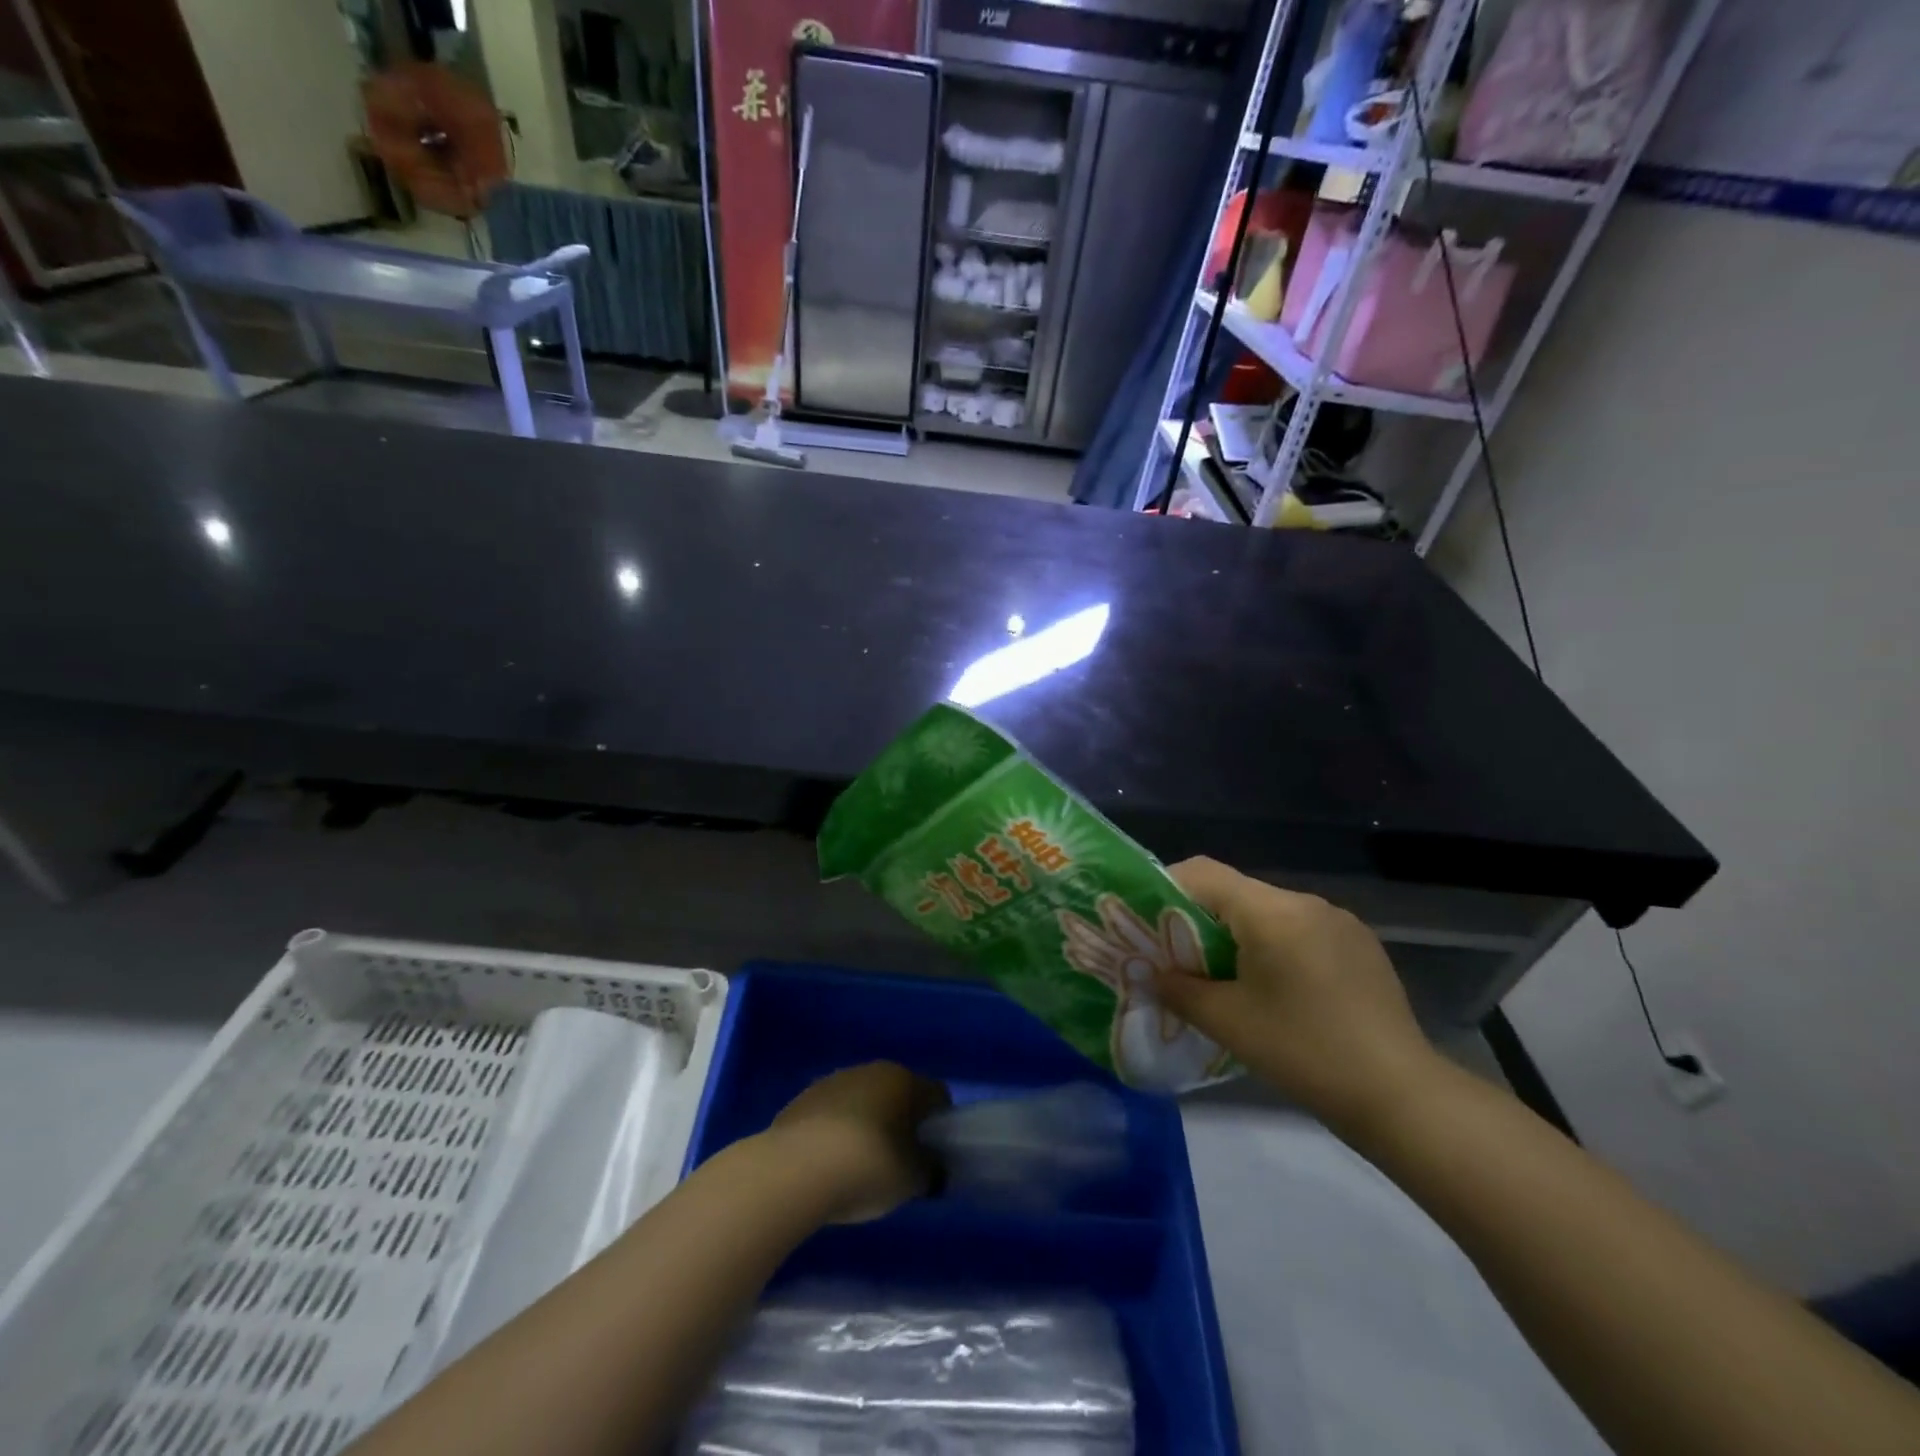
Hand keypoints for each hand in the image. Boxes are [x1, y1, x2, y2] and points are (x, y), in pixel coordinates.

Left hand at [768, 1062, 949, 1223]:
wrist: (797, 1170)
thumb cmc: (869, 1167)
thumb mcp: (912, 1179)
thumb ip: (929, 1169)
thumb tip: (932, 1166)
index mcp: (904, 1080)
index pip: (936, 1095)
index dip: (940, 1125)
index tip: (934, 1156)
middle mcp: (870, 1071)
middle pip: (897, 1094)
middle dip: (901, 1124)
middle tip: (899, 1163)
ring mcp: (833, 1082)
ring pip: (862, 1102)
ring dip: (867, 1126)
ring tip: (860, 1168)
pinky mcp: (802, 1100)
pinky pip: (831, 1116)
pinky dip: (836, 1134)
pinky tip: (829, 1166)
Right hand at [1153, 857, 1441, 1133]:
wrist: (1402, 1096)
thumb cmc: (1305, 1052)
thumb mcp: (1228, 1022)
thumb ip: (1178, 990)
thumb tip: (1150, 974)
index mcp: (1271, 911)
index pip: (1203, 873)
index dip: (1165, 888)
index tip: (1146, 921)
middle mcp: (1306, 902)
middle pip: (1235, 892)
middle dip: (1198, 919)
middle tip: (1177, 958)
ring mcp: (1338, 922)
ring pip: (1267, 912)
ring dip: (1237, 934)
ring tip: (1223, 978)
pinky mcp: (1359, 945)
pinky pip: (1299, 930)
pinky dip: (1272, 946)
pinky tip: (1274, 990)